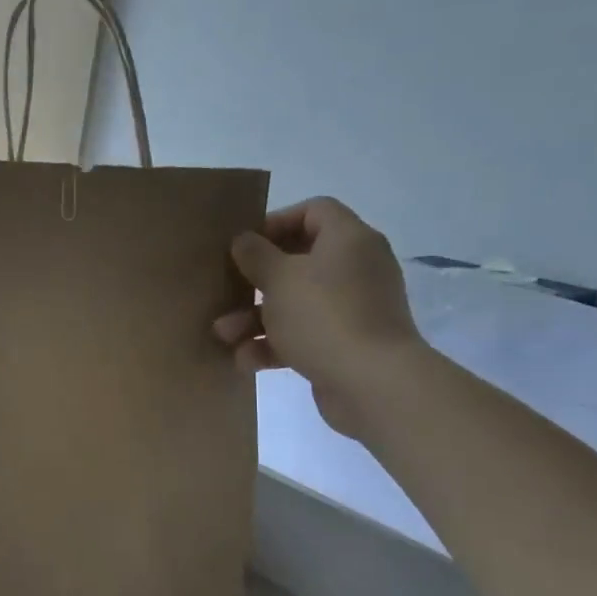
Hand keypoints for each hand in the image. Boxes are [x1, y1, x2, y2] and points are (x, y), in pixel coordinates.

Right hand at [214, 196, 422, 438]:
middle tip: (227, 289)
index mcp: (348, 240)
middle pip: (298, 261)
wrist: (373, 384)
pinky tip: (245, 360)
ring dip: (256, 318)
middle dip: (256, 281)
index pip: (314, 211)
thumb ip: (255, 254)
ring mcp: (354, 309)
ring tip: (224, 335)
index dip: (276, 221)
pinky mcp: (347, 344)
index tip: (245, 245)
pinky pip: (304, 334)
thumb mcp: (278, 278)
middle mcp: (356, 269)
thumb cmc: (323, 316)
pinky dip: (275, 344)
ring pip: (296, 302)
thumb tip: (244, 241)